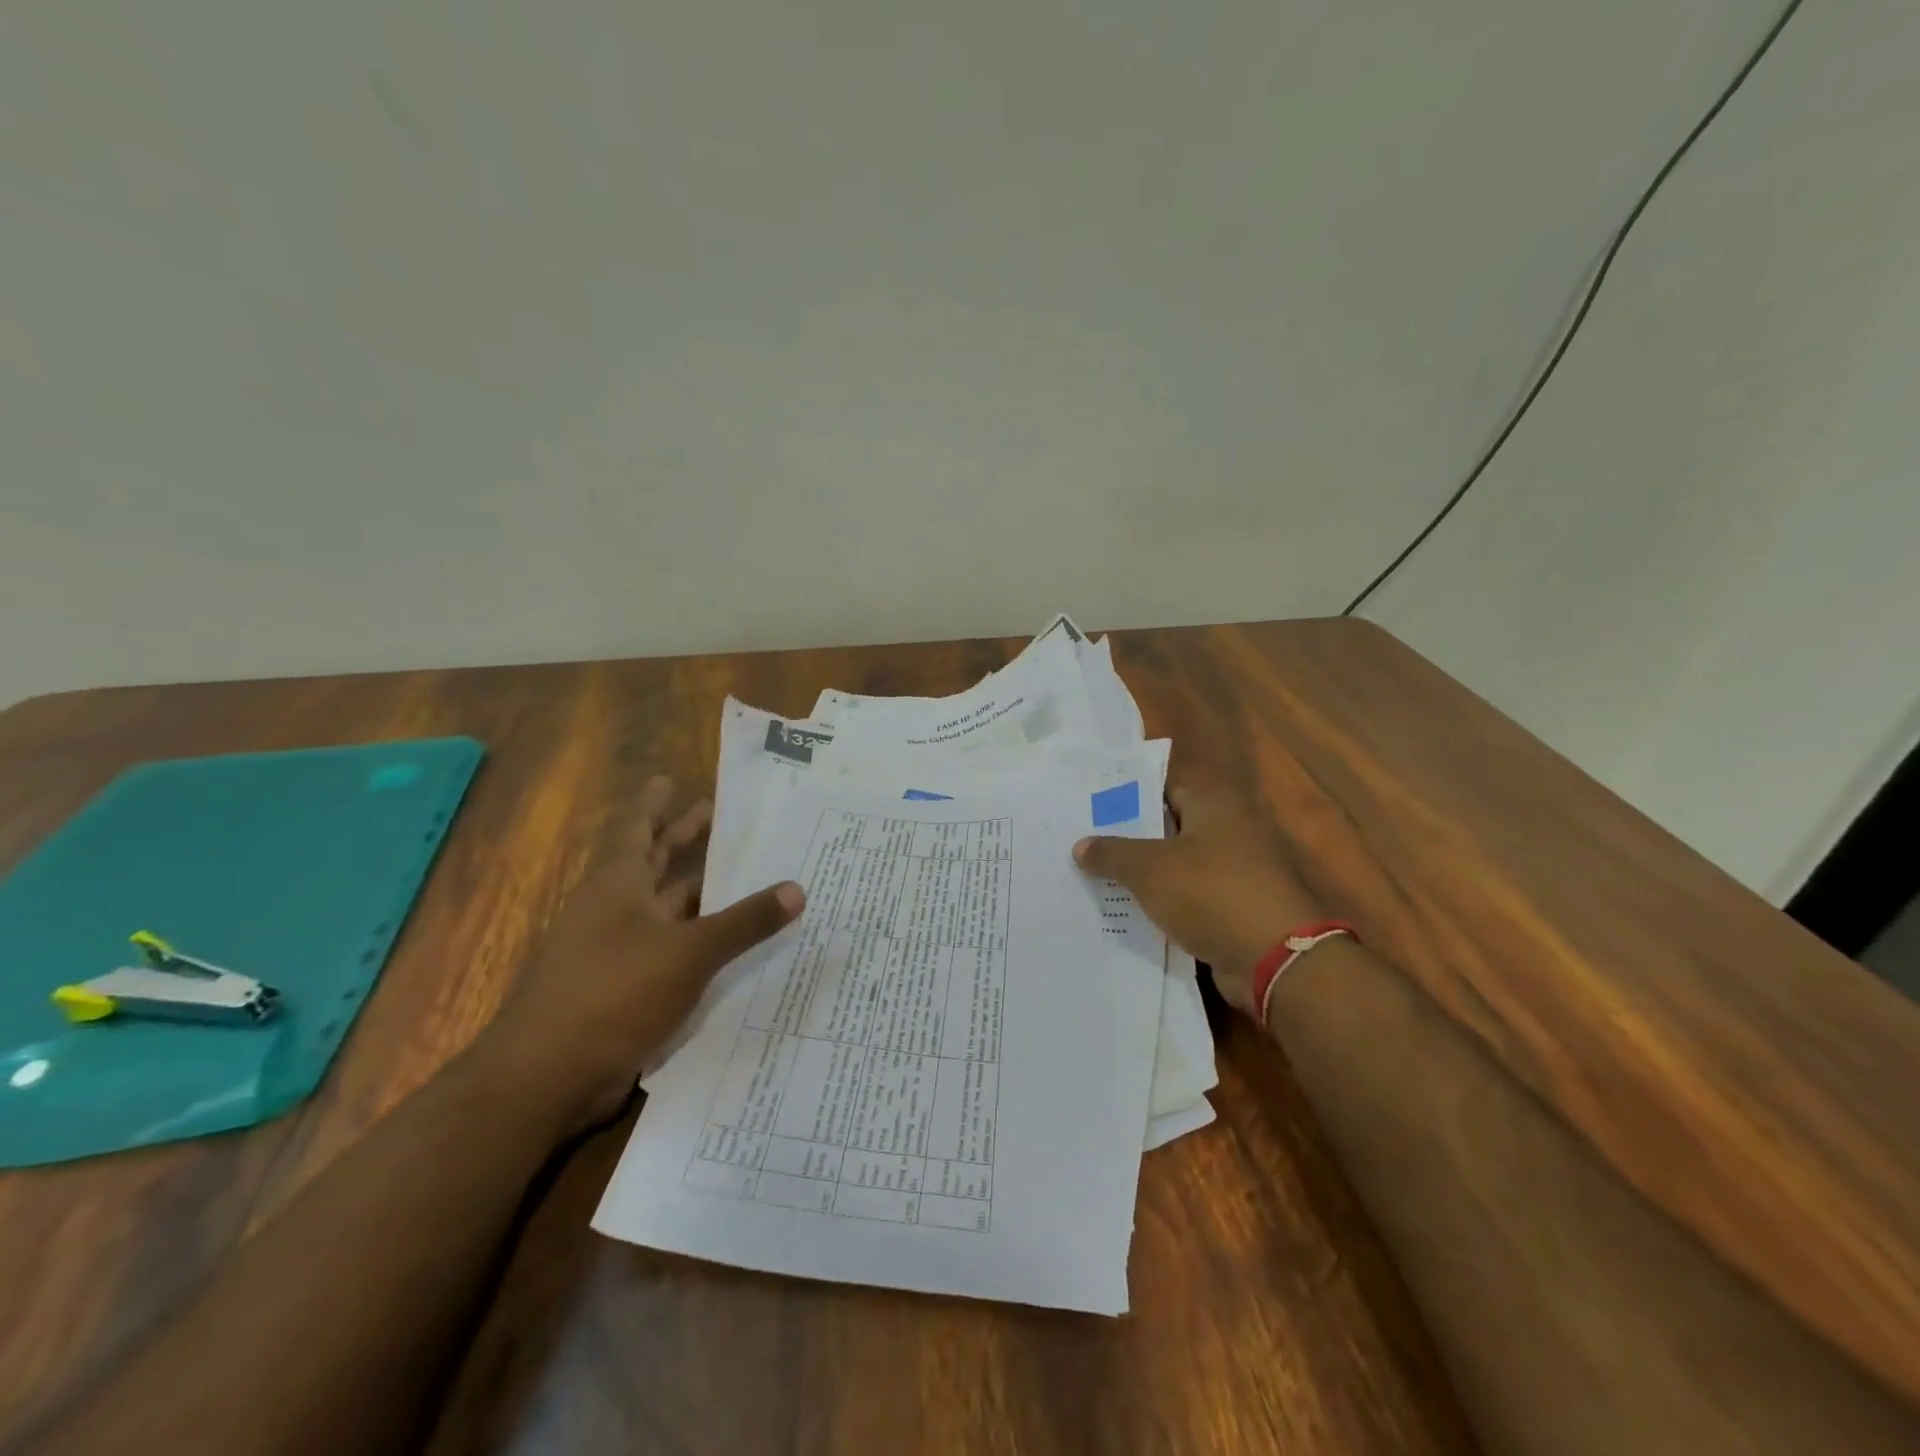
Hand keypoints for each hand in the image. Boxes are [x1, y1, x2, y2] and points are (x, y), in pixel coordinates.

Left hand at [474, 775, 803, 1129]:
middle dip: (679, 837)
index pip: (637, 828)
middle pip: (650, 860)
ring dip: (692, 887)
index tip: (670, 778)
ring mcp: (614, 949)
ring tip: (734, 870)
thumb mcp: (689, 953)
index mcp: (619, 884)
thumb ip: (745, 922)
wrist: (546, 1078)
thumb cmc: (613, 993)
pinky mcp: (621, 986)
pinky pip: (666, 945)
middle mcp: (614, 908)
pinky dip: (692, 935)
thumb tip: (797, 889)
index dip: (654, 804)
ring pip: (661, 905)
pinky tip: (722, 938)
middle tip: (713, 811)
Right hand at [1074, 777, 1324, 1015]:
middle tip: (1081, 837)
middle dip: (1127, 833)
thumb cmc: (1211, 893)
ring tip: (1092, 874)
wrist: (1276, 959)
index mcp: (1212, 803)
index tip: (1088, 799)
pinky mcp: (1234, 909)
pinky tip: (1124, 910)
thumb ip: (1112, 853)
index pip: (1163, 782)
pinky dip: (1161, 903)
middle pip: (1167, 824)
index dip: (1125, 789)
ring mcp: (1234, 871)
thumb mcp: (1150, 869)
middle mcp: (1227, 829)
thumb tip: (1080, 845)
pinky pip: (1187, 898)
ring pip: (1176, 864)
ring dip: (1142, 872)